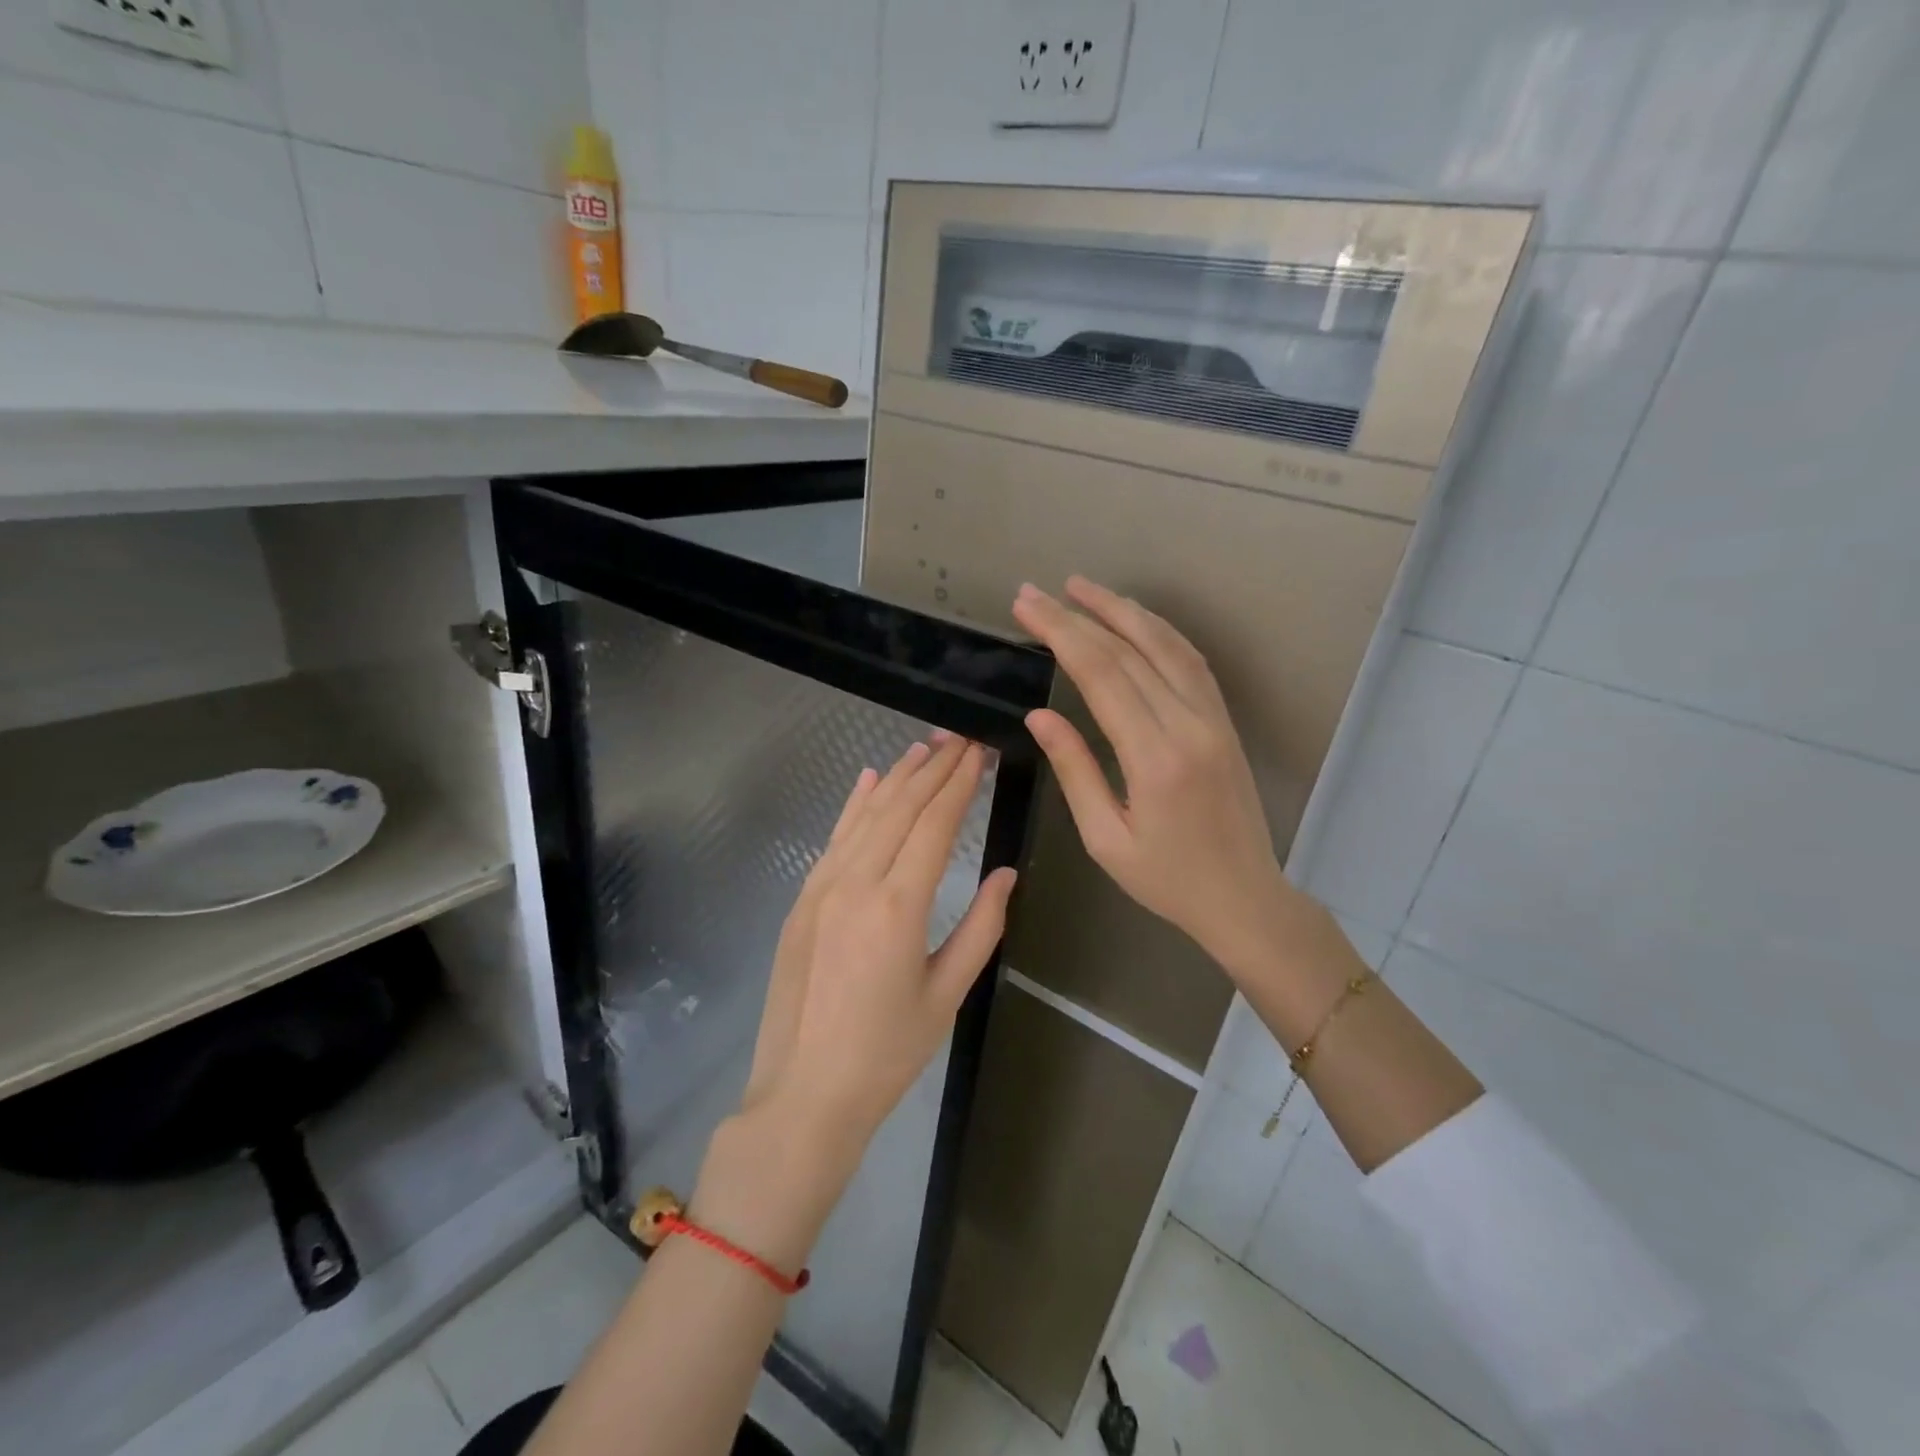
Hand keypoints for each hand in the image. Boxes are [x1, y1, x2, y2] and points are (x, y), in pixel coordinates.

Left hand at [744, 736, 1016, 1144]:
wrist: (804, 1094)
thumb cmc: (887, 1053)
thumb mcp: (947, 994)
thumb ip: (981, 928)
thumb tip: (1006, 874)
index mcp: (898, 906)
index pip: (934, 824)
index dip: (960, 783)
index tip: (979, 750)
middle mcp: (856, 883)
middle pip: (900, 808)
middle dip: (933, 768)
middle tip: (959, 737)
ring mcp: (822, 888)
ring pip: (865, 815)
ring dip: (896, 778)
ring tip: (924, 748)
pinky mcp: (803, 900)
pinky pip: (834, 839)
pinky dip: (854, 806)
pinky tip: (869, 780)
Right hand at [1010, 578, 1313, 980]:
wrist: (1244, 898)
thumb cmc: (1167, 880)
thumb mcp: (1105, 838)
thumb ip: (1074, 770)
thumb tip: (1039, 715)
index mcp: (1154, 758)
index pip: (1101, 674)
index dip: (1060, 633)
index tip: (1027, 606)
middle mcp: (1189, 725)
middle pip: (1128, 651)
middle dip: (1078, 615)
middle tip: (1036, 592)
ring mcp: (1213, 718)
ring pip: (1166, 645)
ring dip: (1122, 610)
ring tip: (1081, 588)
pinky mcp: (1224, 721)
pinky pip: (1191, 662)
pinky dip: (1159, 632)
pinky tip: (1134, 620)